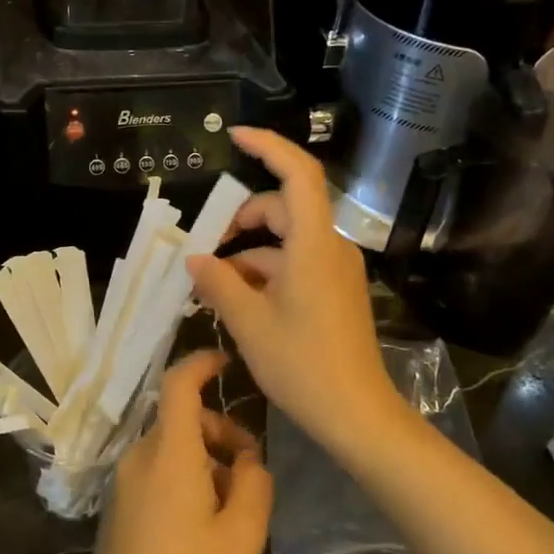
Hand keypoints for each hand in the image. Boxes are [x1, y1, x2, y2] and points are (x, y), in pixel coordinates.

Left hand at [39, 351, 271, 553]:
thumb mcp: (243, 534)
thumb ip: (254, 482)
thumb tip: (248, 459)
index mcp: (169, 452)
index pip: (178, 382)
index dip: (202, 362)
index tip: (228, 363)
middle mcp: (140, 456)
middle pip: (180, 418)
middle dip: (219, 430)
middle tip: (250, 469)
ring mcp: (123, 481)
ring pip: (170, 446)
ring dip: (204, 458)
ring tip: (232, 505)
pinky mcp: (118, 505)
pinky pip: (155, 470)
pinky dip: (184, 476)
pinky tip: (203, 523)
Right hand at [186, 126, 399, 449]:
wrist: (359, 416)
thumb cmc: (303, 366)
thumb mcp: (249, 323)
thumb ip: (218, 283)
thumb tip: (194, 259)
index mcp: (313, 244)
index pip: (297, 173)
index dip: (267, 146)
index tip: (234, 136)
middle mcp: (330, 247)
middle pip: (283, 208)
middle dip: (240, 218)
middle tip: (204, 249)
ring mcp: (335, 270)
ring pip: (285, 240)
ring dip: (248, 253)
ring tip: (212, 285)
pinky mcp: (335, 291)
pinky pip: (295, 264)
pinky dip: (264, 272)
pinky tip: (237, 301)